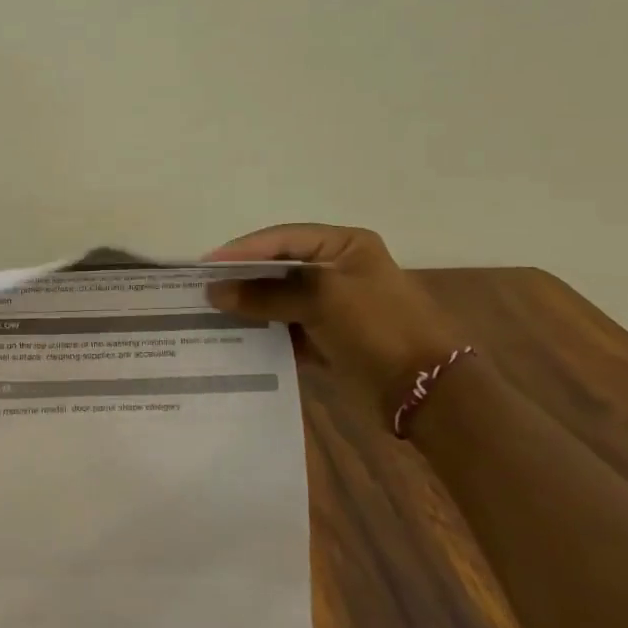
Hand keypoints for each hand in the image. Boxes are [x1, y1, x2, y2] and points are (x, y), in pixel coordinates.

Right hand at [205, 224, 464, 402]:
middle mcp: (336, 270)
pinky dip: (263, 332)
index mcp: (344, 245)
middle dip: (242, 278)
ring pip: (279, 299)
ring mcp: (332, 306)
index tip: (207, 265)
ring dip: (249, 307)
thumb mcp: (322, 299)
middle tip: (202, 288)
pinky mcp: (327, 337)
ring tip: (209, 313)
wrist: (426, 389)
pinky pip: (286, 328)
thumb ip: (266, 294)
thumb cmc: (378, 326)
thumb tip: (214, 292)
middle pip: (278, 268)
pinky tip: (234, 338)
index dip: (244, 250)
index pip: (283, 239)